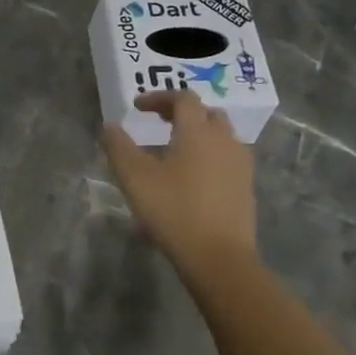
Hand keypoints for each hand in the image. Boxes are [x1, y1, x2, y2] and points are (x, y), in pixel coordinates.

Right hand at [101, 90, 256, 263]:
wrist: (219, 257)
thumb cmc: (174, 210)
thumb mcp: (134, 178)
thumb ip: (118, 147)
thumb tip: (109, 126)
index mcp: (198, 132)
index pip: (183, 98)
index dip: (159, 97)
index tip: (138, 107)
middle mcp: (224, 141)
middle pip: (208, 113)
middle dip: (183, 112)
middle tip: (160, 122)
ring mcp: (240, 165)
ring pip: (222, 136)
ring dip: (200, 134)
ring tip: (178, 149)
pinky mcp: (246, 188)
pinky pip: (229, 159)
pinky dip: (211, 156)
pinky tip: (195, 177)